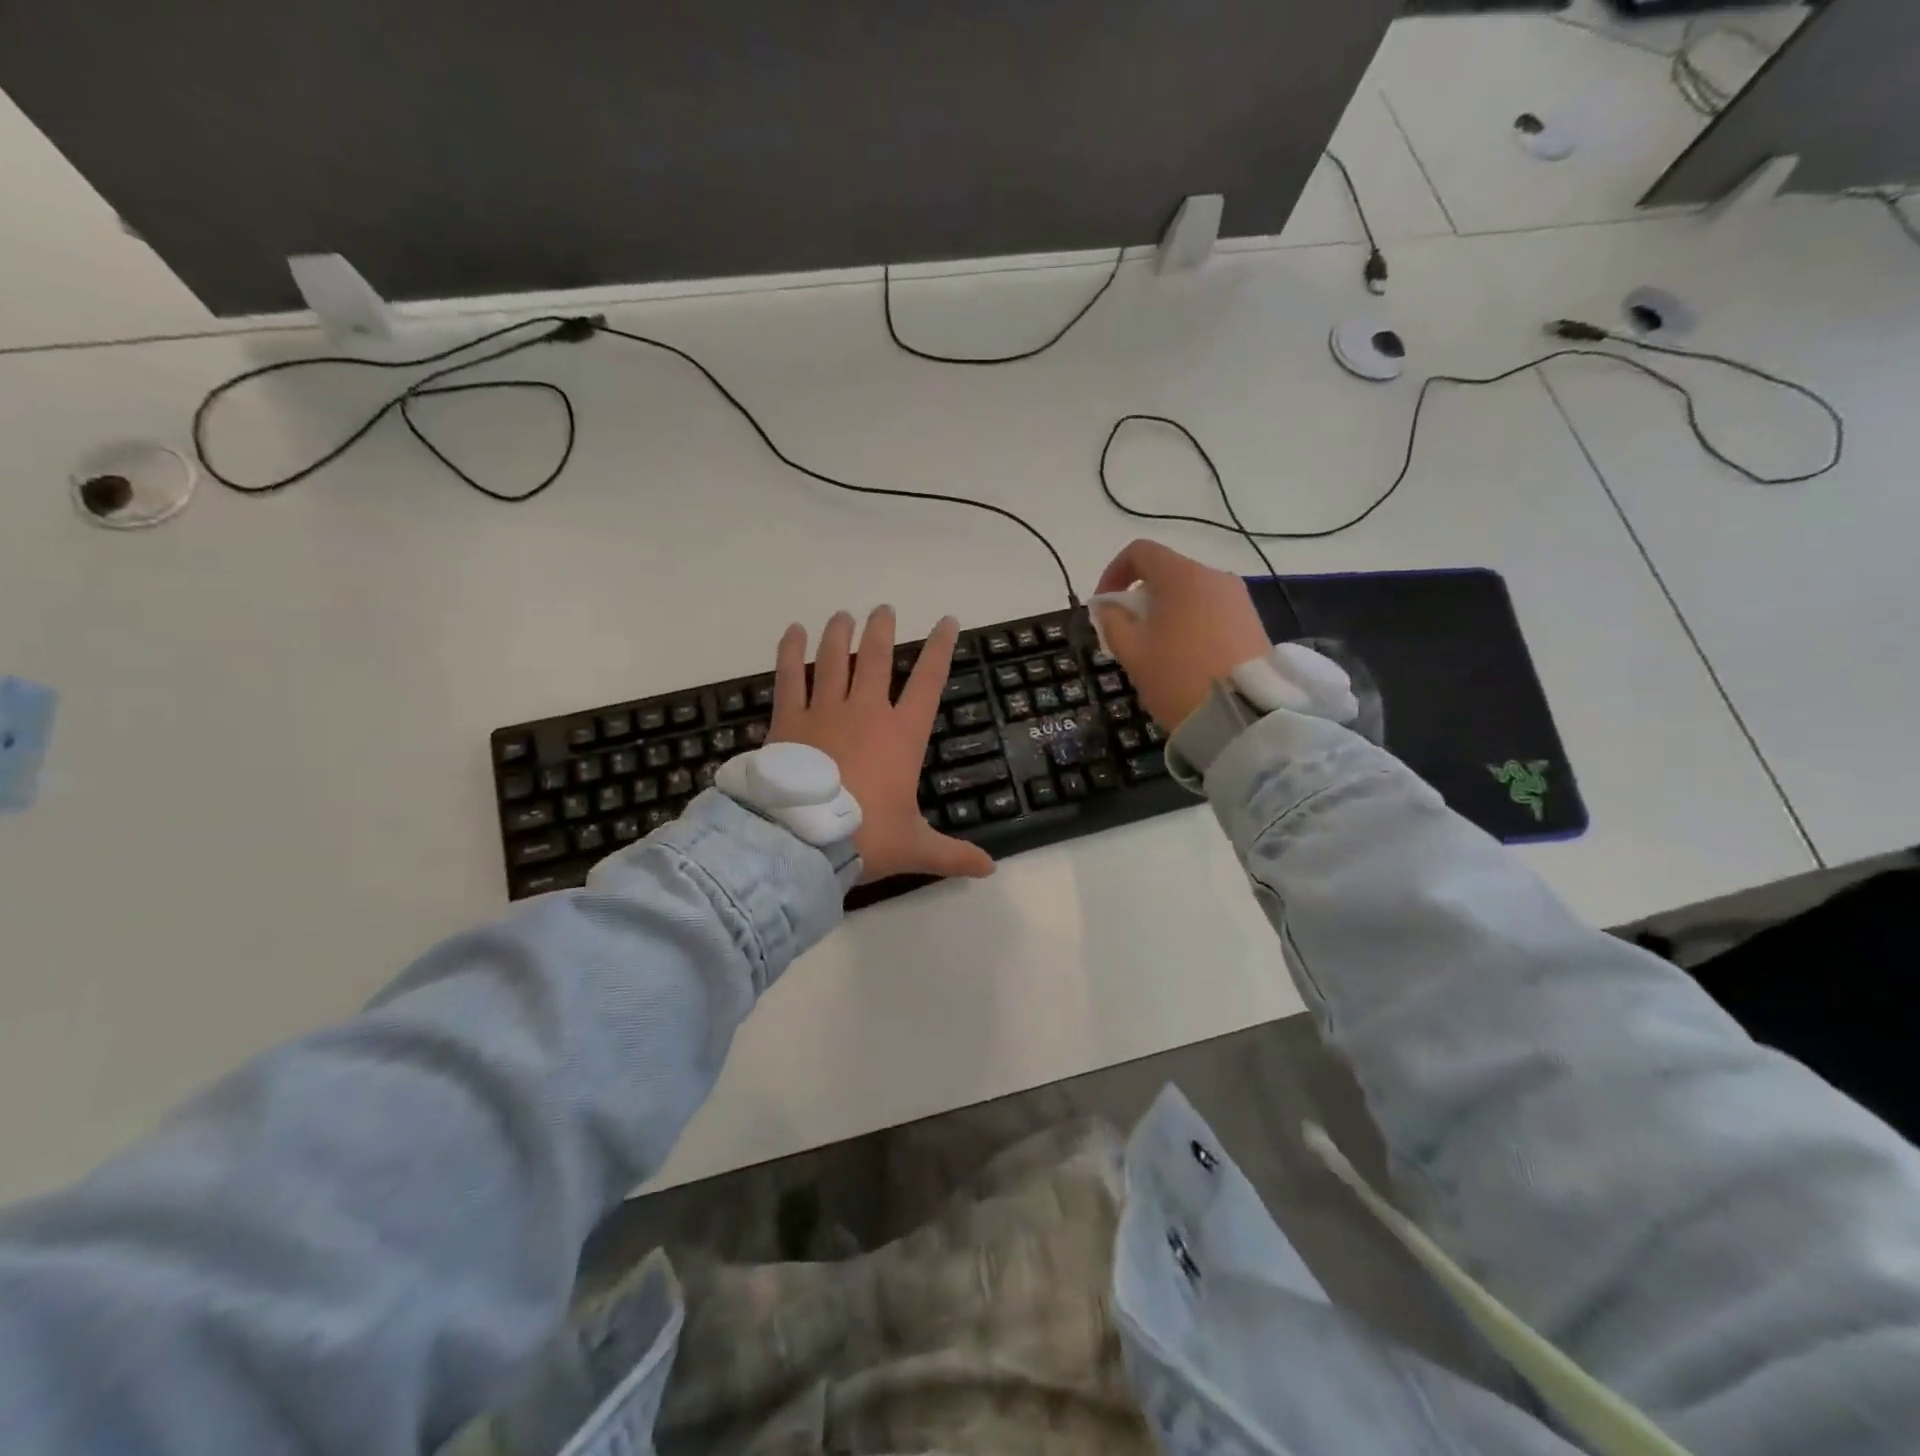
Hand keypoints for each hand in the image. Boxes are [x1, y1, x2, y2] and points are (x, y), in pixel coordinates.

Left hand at [770, 607, 994, 884]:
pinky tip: (793, 632)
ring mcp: (825, 711)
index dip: (941, 649)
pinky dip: (790, 652)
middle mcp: (866, 712)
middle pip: (876, 658)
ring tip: (843, 615)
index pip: (929, 681)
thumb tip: (990, 870)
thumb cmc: (866, 838)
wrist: (803, 841)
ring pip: (834, 659)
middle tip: (884, 610)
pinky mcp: (789, 720)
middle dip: (882, 630)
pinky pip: (789, 677)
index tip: (948, 622)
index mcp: (902, 735)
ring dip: (840, 634)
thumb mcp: (915, 848)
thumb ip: (953, 855)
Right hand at [1093, 540, 1271, 729]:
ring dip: (1166, 612)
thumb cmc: (1177, 677)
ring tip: (1157, 650)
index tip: (1103, 605)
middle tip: (1128, 634)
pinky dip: (1190, 624)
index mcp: (1182, 576)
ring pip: (1190, 594)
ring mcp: (1238, 599)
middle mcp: (1214, 577)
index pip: (1140, 552)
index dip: (1113, 572)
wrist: (1242, 715)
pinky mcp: (1252, 622)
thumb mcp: (1131, 652)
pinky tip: (1185, 658)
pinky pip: (1211, 611)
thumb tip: (1107, 605)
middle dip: (1141, 597)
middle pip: (1167, 573)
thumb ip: (1112, 621)